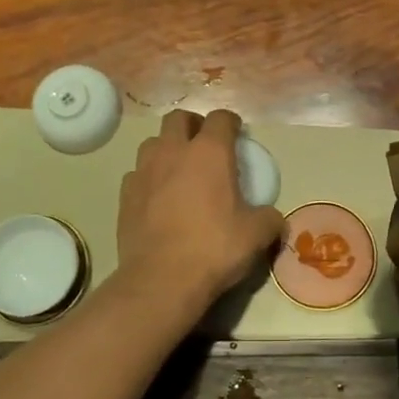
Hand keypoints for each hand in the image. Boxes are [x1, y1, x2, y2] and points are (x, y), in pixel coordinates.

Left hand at [114, 109, 284, 322]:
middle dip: (193, 124)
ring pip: (153, 142)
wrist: (161, 280)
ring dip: (167, 147)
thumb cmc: (214, 248)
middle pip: (179, 118)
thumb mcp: (256, 235)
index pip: (221, 118)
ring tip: (178, 168)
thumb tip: (274, 218)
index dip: (231, 122)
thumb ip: (269, 219)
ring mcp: (144, 171)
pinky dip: (149, 177)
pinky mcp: (125, 194)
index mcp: (210, 153)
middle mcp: (174, 152)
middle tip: (204, 144)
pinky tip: (157, 196)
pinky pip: (137, 173)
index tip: (237, 133)